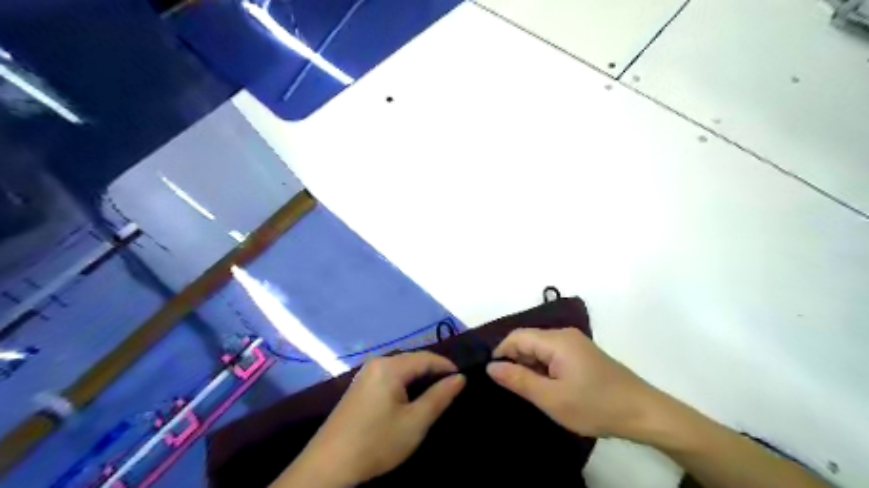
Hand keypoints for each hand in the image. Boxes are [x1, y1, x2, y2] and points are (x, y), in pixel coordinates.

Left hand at [282, 353, 464, 485]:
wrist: (329, 466)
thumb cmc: (377, 442)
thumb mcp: (415, 422)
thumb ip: (439, 396)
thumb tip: (460, 377)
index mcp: (390, 366)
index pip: (426, 357)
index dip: (447, 366)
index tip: (463, 379)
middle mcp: (376, 363)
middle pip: (412, 360)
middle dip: (433, 371)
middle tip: (451, 387)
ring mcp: (365, 374)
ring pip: (401, 369)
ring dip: (419, 378)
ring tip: (435, 393)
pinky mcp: (359, 387)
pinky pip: (388, 377)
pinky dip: (404, 384)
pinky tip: (410, 398)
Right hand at [487, 328, 663, 438]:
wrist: (643, 413)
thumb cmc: (595, 405)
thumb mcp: (551, 398)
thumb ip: (518, 380)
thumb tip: (491, 366)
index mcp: (556, 340)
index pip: (516, 336)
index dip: (501, 353)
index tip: (494, 377)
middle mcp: (564, 334)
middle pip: (528, 340)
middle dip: (515, 361)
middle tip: (513, 389)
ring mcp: (575, 343)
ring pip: (540, 348)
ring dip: (530, 366)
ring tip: (529, 391)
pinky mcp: (582, 354)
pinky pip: (553, 354)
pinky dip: (544, 368)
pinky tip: (547, 388)